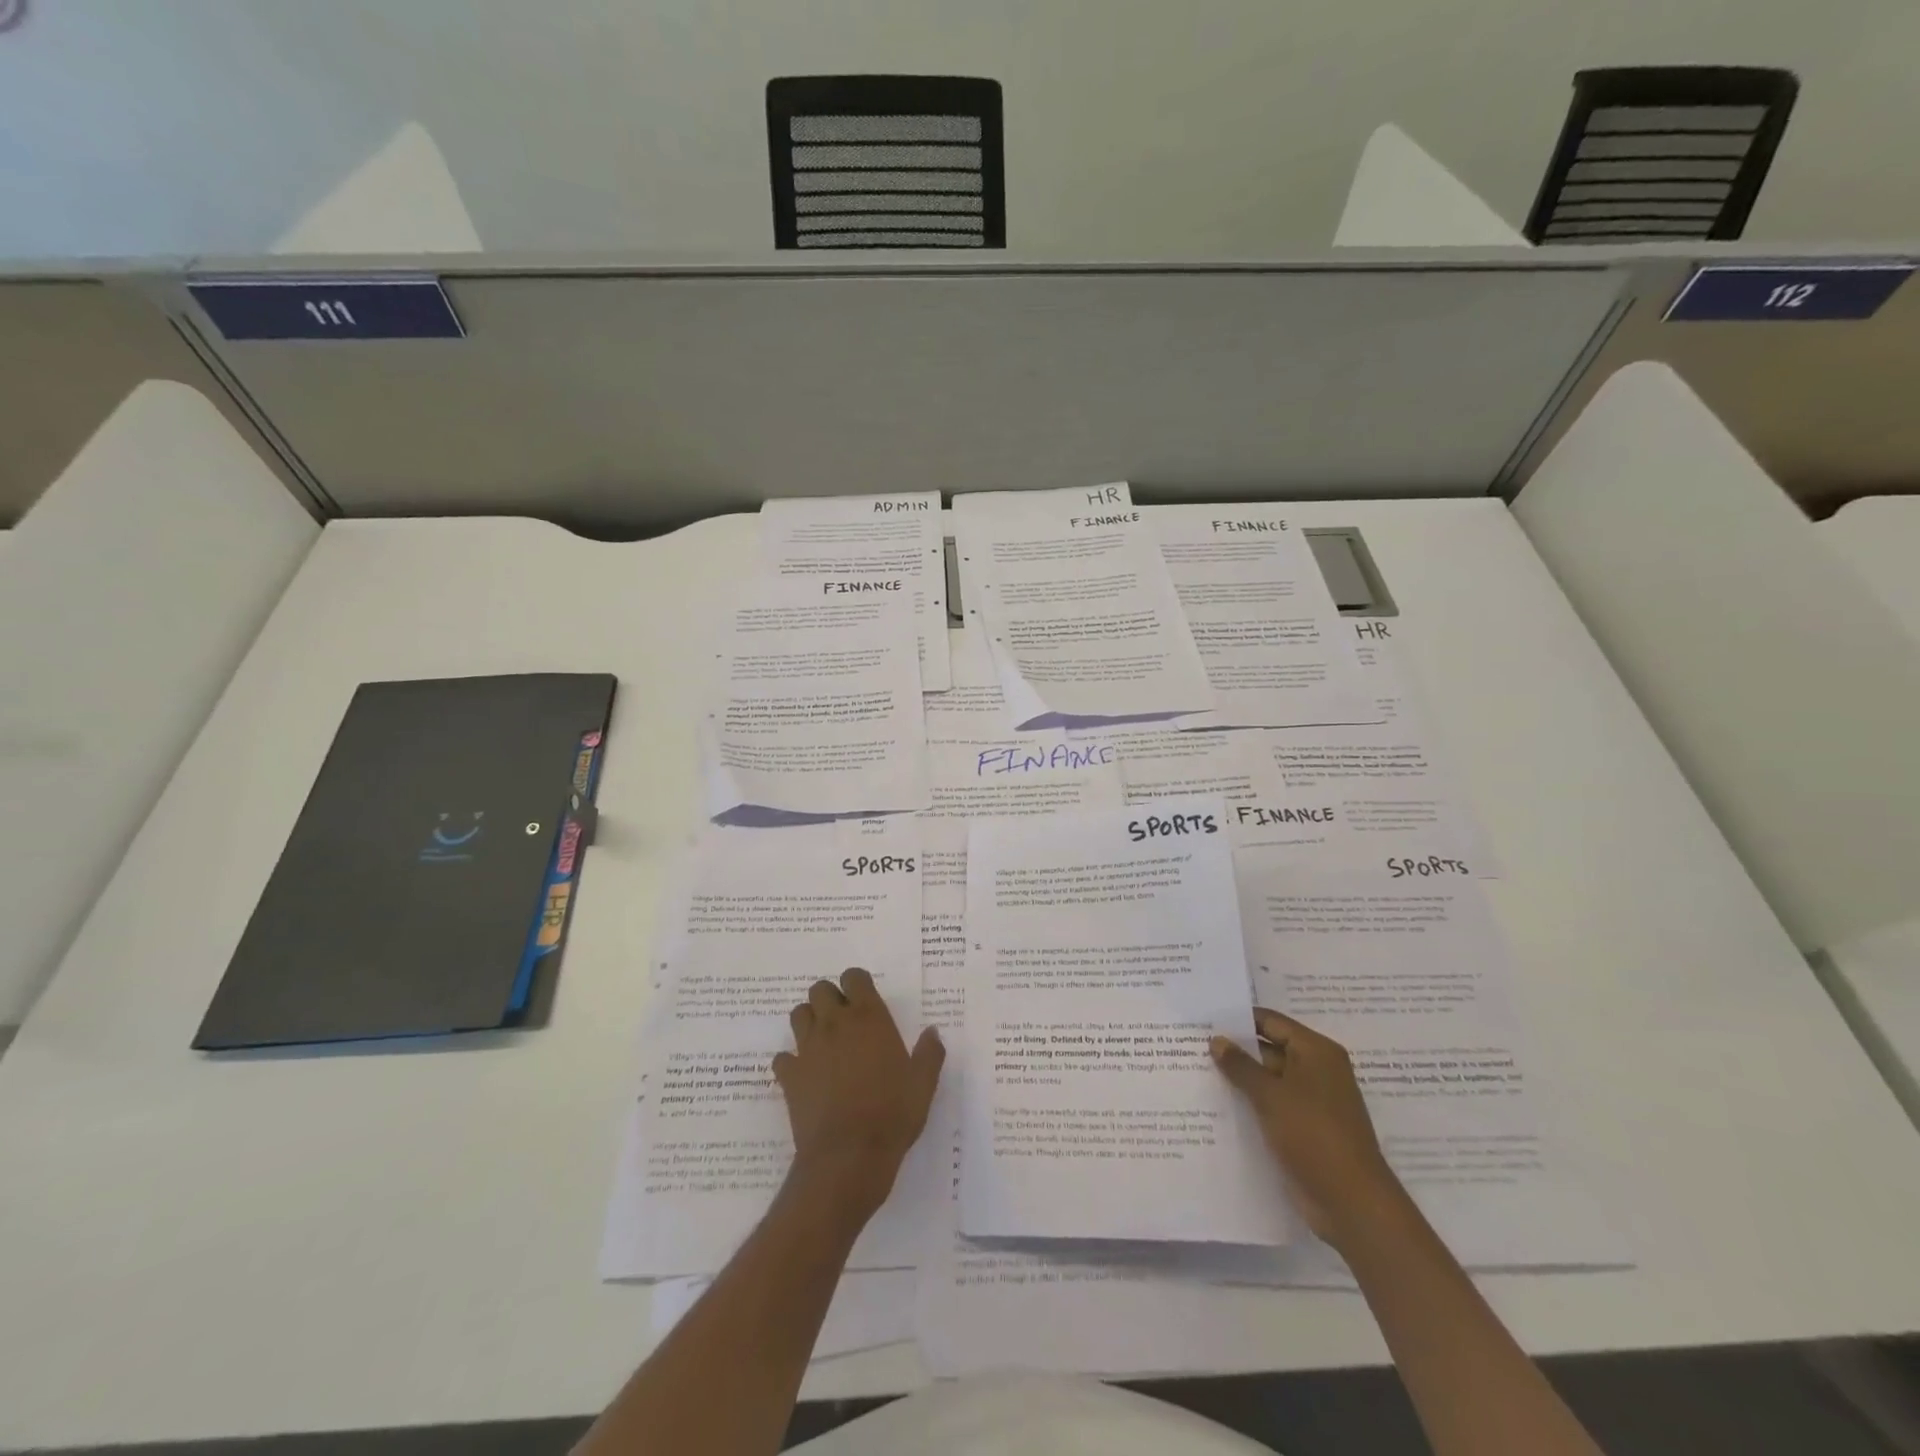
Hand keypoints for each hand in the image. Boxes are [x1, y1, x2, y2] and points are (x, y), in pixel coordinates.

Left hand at [772, 967, 944, 1224]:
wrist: (849, 1156)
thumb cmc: (892, 1114)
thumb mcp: (923, 1084)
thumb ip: (929, 1053)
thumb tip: (933, 1031)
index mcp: (869, 1018)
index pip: (854, 977)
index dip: (857, 984)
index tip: (864, 1000)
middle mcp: (835, 1024)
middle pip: (820, 989)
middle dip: (829, 999)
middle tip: (843, 1021)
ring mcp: (808, 1048)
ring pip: (798, 1015)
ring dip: (808, 1022)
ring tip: (823, 1042)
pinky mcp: (789, 1076)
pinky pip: (782, 1057)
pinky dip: (791, 1062)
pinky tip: (804, 1076)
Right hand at [1211, 1007, 1404, 1247]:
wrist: (1352, 1204)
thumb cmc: (1314, 1136)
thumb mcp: (1271, 1096)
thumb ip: (1240, 1065)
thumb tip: (1217, 1040)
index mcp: (1316, 1052)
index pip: (1270, 1022)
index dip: (1238, 1020)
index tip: (1203, 1020)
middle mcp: (1317, 1070)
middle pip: (1269, 1049)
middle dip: (1235, 1051)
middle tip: (1192, 1046)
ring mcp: (1312, 1102)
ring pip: (1268, 1080)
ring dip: (1240, 1080)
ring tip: (1197, 1073)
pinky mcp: (1305, 1129)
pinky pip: (1272, 1106)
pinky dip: (1250, 1104)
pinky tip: (1217, 1105)